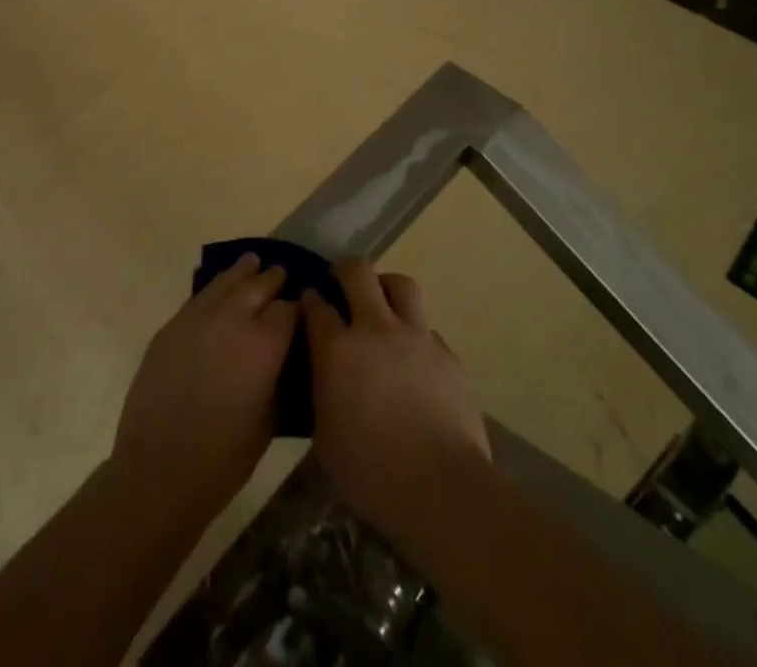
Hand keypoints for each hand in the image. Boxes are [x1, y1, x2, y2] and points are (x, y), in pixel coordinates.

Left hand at [111, 254, 298, 517]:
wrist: (159, 468)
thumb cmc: (223, 458)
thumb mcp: (269, 421)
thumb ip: (278, 377)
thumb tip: (282, 357)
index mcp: (265, 343)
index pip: (290, 309)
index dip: (299, 308)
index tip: (304, 310)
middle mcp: (234, 318)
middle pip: (260, 285)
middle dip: (274, 279)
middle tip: (282, 276)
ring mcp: (199, 317)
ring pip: (227, 280)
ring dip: (243, 272)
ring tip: (253, 262)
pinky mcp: (173, 325)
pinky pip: (200, 296)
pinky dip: (216, 289)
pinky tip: (220, 290)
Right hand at [303, 259, 490, 534]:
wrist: (441, 487)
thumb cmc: (371, 472)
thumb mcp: (325, 436)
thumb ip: (322, 391)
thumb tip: (325, 374)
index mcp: (338, 349)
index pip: (317, 305)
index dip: (311, 298)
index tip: (309, 301)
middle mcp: (375, 328)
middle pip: (358, 272)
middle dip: (345, 270)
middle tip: (342, 283)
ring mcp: (416, 336)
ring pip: (401, 285)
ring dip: (387, 287)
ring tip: (383, 305)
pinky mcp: (447, 354)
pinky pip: (427, 330)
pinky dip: (416, 336)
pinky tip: (415, 362)